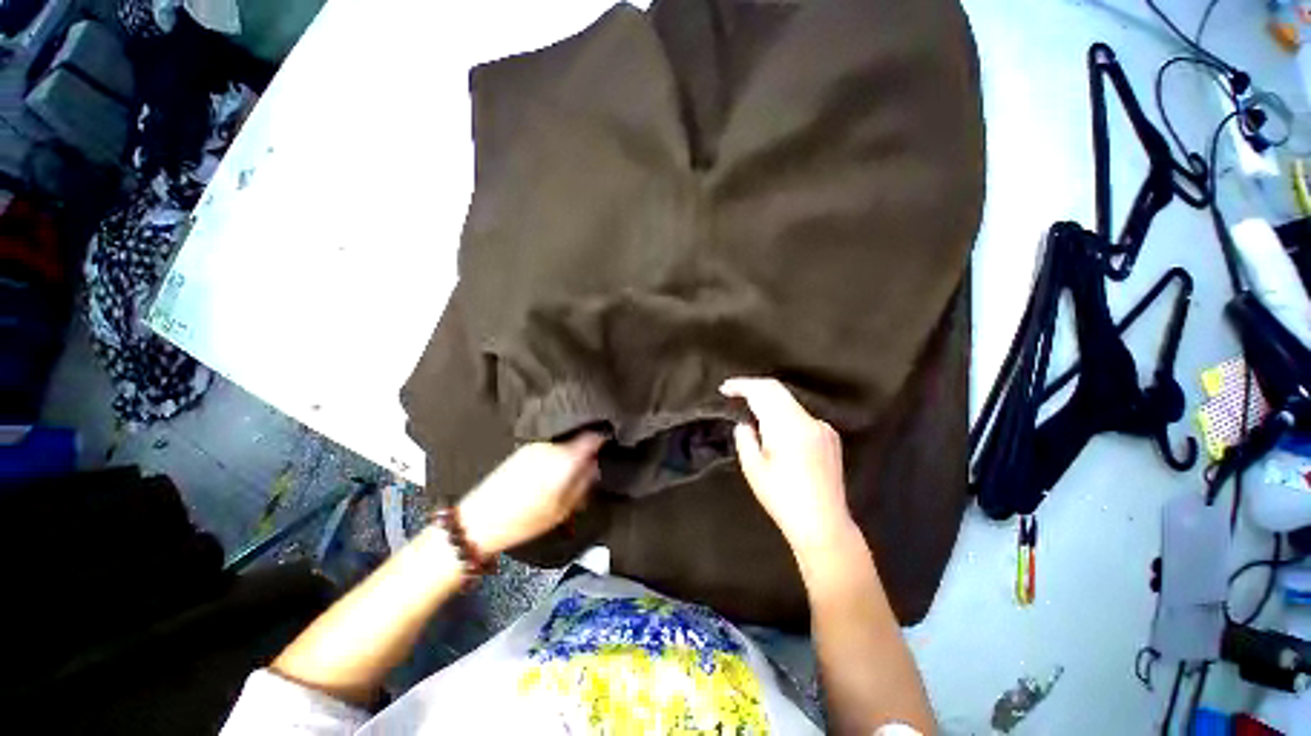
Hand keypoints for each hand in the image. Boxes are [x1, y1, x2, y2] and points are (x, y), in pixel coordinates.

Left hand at [457, 433, 604, 555]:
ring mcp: (535, 446)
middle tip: (587, 472)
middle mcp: (551, 446)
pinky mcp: (522, 451)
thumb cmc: (525, 520)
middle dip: (585, 454)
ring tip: (565, 479)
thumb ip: (584, 484)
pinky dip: (554, 458)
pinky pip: (548, 449)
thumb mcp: (563, 509)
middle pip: (577, 441)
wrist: (478, 521)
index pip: (593, 437)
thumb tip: (596, 466)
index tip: (610, 445)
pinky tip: (548, 477)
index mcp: (565, 459)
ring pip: (562, 446)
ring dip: (568, 457)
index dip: (604, 439)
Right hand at [720, 378, 856, 554]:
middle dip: (753, 387)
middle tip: (732, 392)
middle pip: (777, 390)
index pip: (763, 391)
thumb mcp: (753, 469)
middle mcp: (808, 421)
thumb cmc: (783, 500)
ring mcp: (822, 427)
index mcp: (788, 427)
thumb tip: (745, 423)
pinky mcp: (830, 436)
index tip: (724, 388)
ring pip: (789, 401)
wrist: (824, 525)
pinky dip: (783, 413)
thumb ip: (745, 438)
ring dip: (768, 400)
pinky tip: (774, 428)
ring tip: (749, 409)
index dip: (742, 385)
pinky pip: (800, 415)